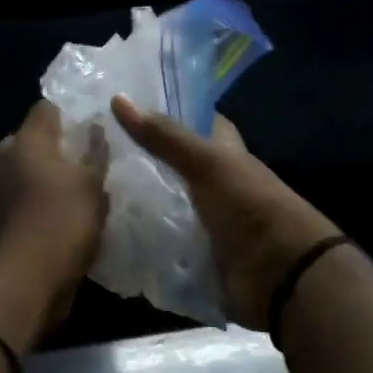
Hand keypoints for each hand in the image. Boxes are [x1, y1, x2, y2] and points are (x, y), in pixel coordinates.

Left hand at [0, 101, 107, 308]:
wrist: (26, 280)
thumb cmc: (63, 220)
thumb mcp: (93, 184)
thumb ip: (95, 152)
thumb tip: (94, 128)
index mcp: (26, 140)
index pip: (46, 108)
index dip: (69, 114)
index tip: (91, 127)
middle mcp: (3, 159)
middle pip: (32, 141)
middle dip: (56, 149)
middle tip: (86, 163)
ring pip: (24, 173)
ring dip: (45, 179)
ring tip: (76, 194)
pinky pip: (20, 201)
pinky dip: (36, 205)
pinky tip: (58, 219)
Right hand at [109, 96, 339, 330]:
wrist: (281, 275)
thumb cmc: (250, 206)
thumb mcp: (207, 164)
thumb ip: (165, 136)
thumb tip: (118, 98)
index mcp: (228, 155)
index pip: (200, 123)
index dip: (172, 111)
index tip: (130, 104)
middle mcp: (218, 185)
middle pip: (177, 166)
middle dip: (144, 160)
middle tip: (97, 150)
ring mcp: (209, 222)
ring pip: (168, 204)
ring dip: (140, 202)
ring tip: (92, 191)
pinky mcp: (199, 256)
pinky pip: (165, 243)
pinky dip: (145, 240)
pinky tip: (113, 233)